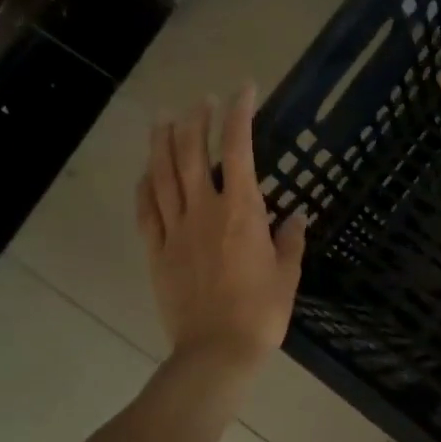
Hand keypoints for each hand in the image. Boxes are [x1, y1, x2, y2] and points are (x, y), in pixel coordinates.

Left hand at [136, 85, 305, 369]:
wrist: (217, 351)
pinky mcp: (157, 252)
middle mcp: (203, 211)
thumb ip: (290, 240)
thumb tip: (296, 216)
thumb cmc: (261, 312)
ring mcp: (174, 230)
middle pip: (191, 153)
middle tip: (202, 101)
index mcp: (240, 212)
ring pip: (162, 175)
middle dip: (196, 120)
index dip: (239, 114)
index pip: (237, 149)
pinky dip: (144, 185)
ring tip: (164, 117)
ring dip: (162, 142)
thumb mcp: (287, 274)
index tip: (244, 90)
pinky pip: (146, 211)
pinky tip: (145, 171)